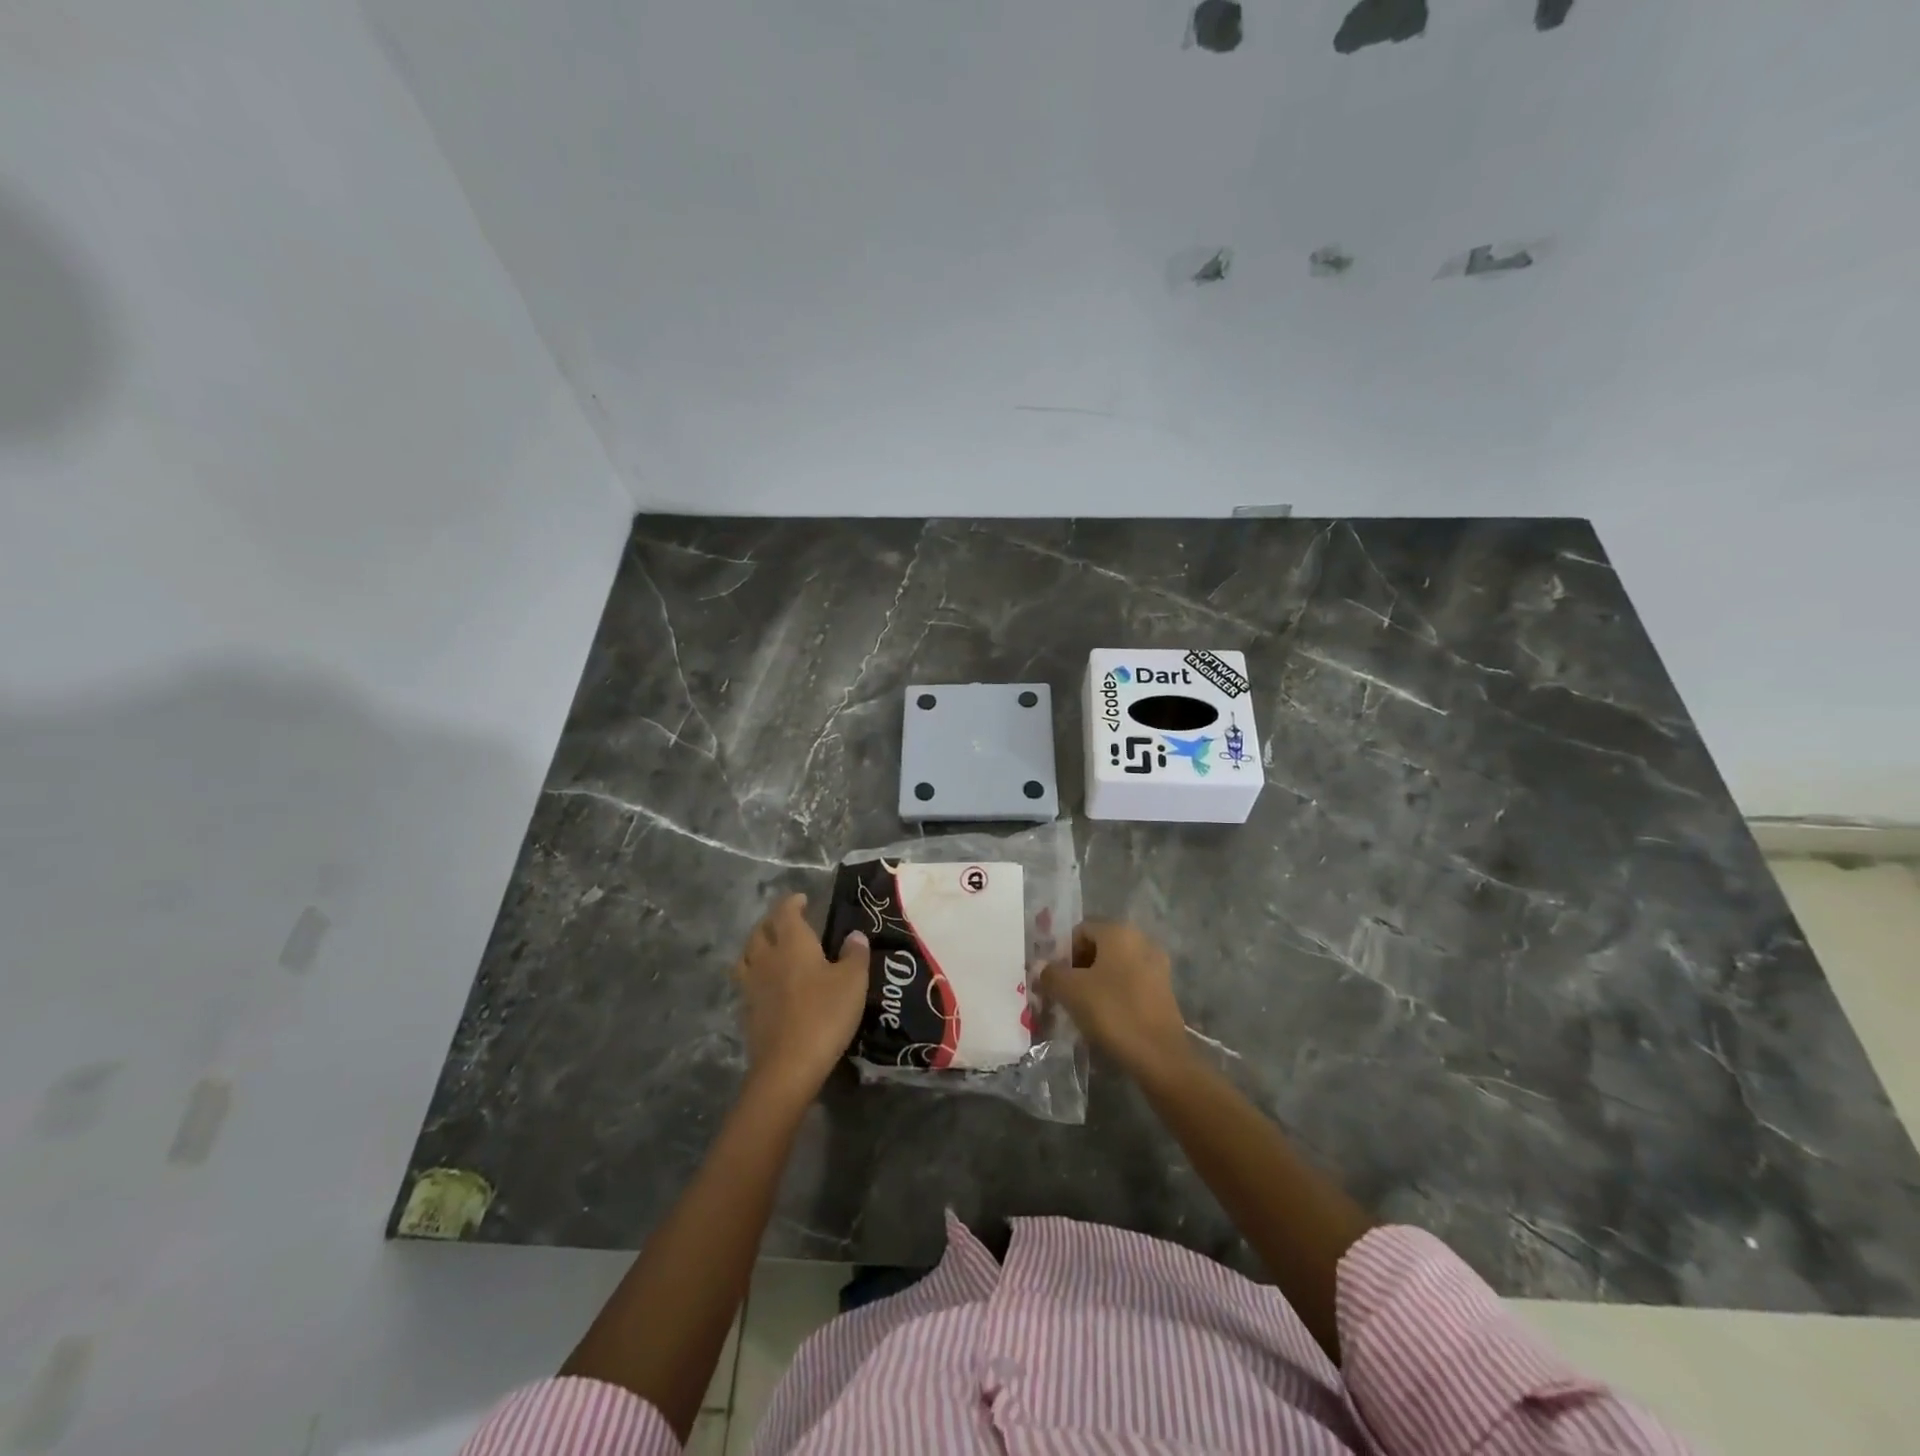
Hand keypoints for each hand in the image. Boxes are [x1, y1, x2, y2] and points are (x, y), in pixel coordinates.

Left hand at [733, 893, 868, 1099]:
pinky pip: (746, 982)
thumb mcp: (853, 981)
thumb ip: (855, 954)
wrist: (788, 1065)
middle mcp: (767, 958)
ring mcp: (752, 986)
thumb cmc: (825, 1014)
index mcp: (793, 943)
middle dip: (772, 922)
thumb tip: (854, 936)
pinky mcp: (747, 1012)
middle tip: (787, 922)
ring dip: (756, 947)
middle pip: (760, 932)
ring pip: (746, 956)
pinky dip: (754, 975)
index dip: (792, 903)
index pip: (786, 913)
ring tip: (769, 949)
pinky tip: (767, 985)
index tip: (802, 900)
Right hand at [1039, 921, 1190, 1080]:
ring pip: (1115, 967)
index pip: (1081, 931)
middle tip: (1065, 993)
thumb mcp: (1070, 991)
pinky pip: (1131, 983)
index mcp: (1119, 932)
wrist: (1159, 1056)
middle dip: (1079, 968)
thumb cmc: (1112, 1012)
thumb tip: (1041, 967)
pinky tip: (1106, 1017)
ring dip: (1096, 982)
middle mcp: (1142, 941)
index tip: (1054, 979)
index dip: (1063, 953)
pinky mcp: (1165, 991)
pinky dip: (1115, 994)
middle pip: (1099, 947)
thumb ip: (1051, 974)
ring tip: (1083, 1008)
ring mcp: (1157, 966)